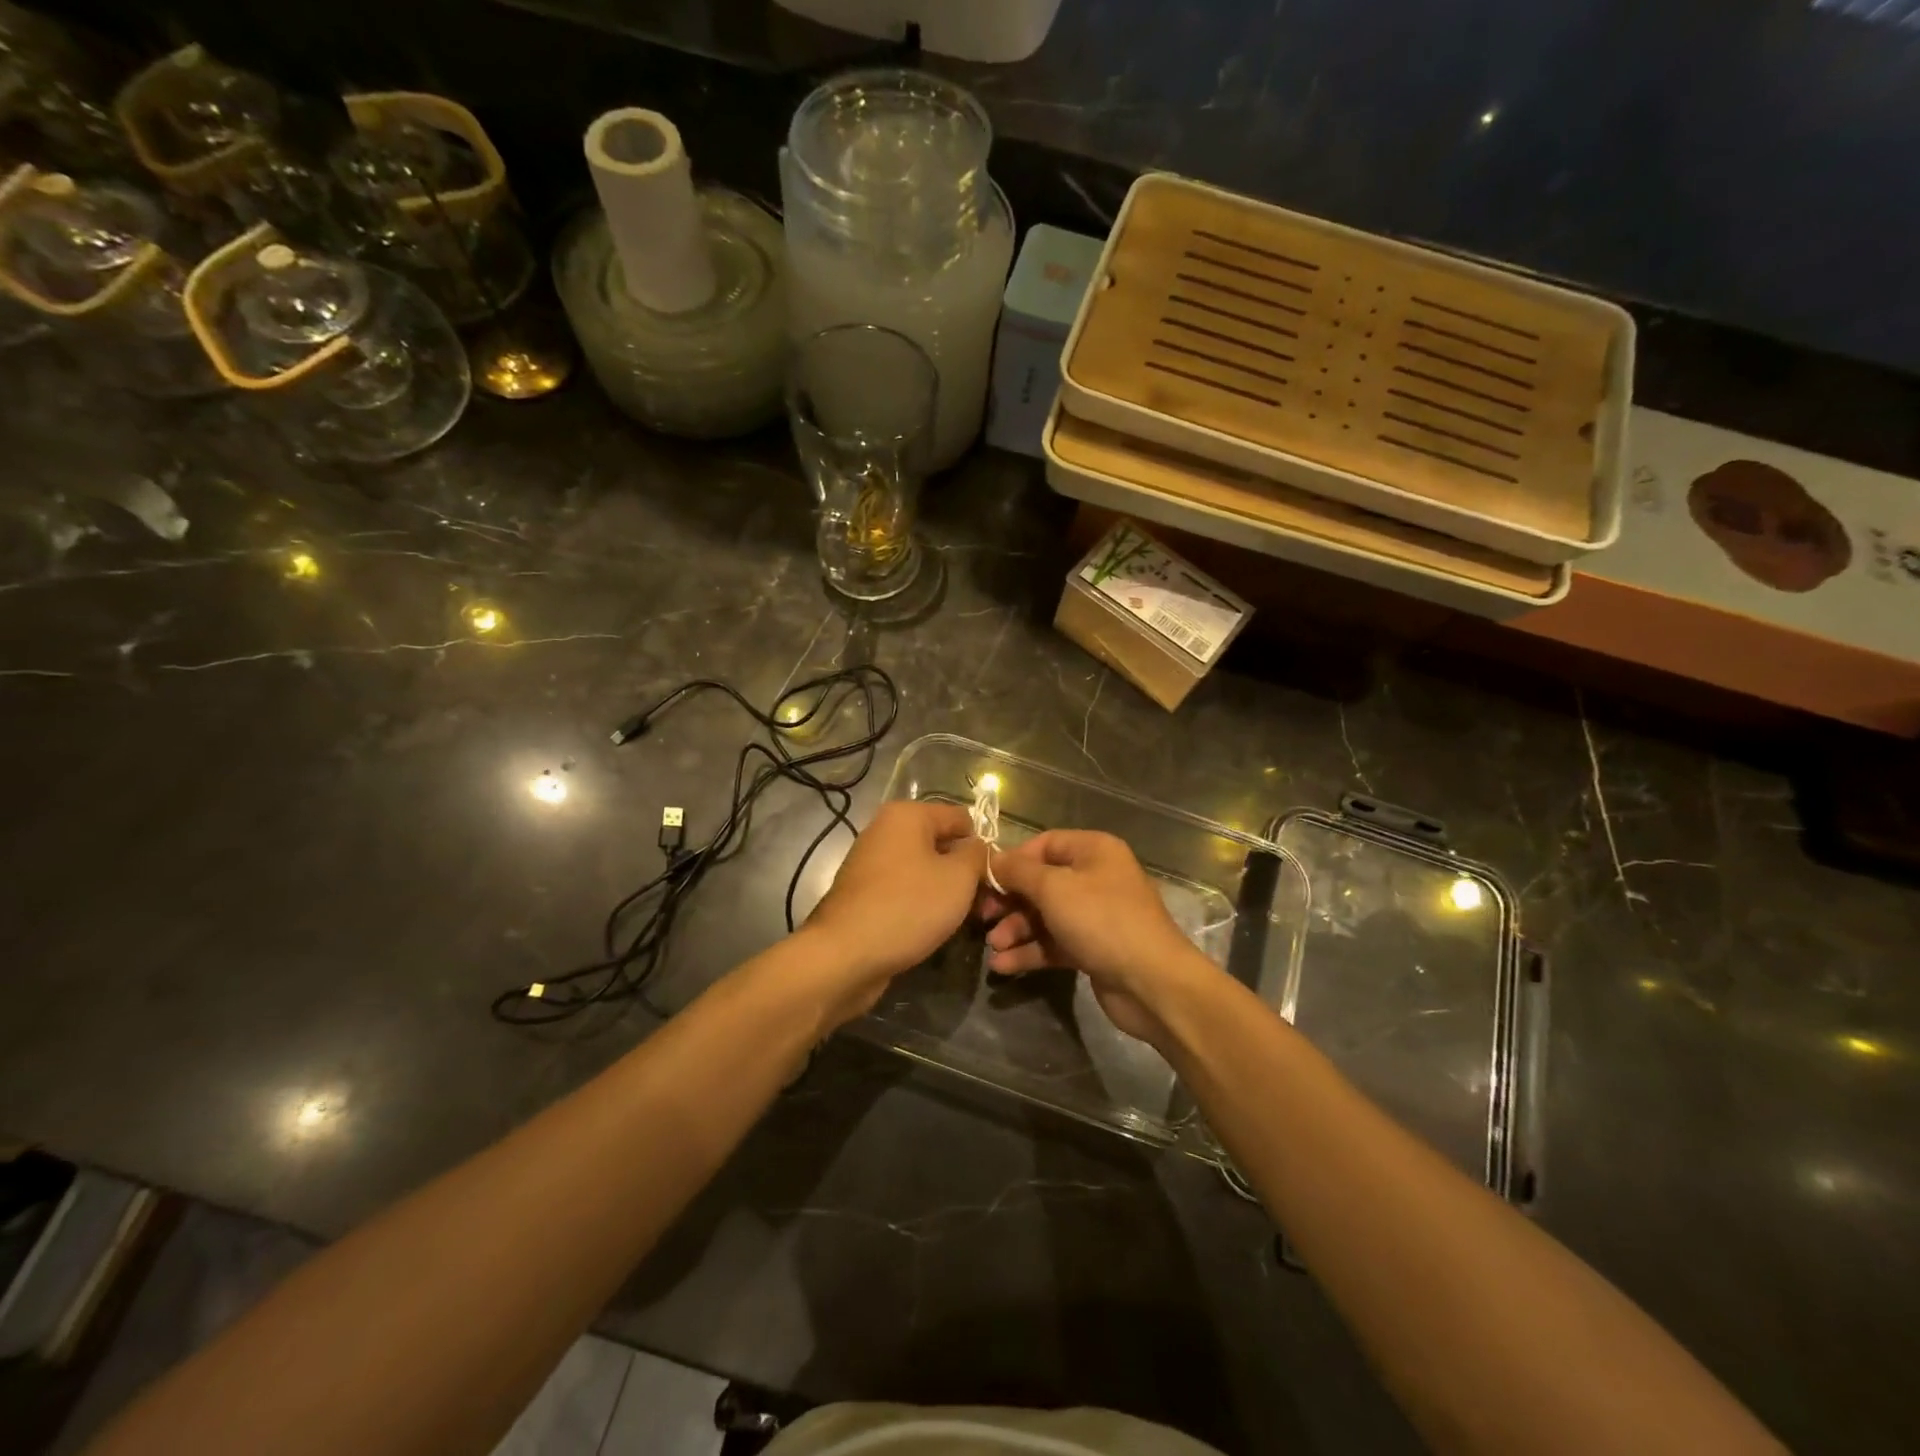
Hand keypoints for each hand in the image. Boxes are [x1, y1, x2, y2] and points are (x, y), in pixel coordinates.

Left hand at [801, 801, 986, 1023]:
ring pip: (925, 871)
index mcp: (907, 814)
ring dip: (947, 893)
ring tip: (964, 921)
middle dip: (966, 873)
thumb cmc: (908, 906)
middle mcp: (885, 831)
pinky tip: (934, 929)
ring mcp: (871, 863)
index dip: (983, 846)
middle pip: (942, 845)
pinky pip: (906, 891)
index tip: (996, 879)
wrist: (844, 956)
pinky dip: (922, 906)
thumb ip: (978, 856)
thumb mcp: (959, 878)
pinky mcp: (864, 895)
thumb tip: (980, 848)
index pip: (962, 818)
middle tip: (986, 906)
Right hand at [977, 830, 1213, 1046]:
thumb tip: (992, 860)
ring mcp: (1095, 916)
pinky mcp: (1092, 949)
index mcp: (1094, 851)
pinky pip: (1054, 943)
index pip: (1044, 845)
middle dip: (1010, 901)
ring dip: (1016, 929)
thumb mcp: (1054, 888)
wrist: (1152, 983)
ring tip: (994, 947)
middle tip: (982, 917)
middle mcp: (1096, 878)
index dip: (1013, 861)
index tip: (985, 881)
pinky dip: (1030, 951)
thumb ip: (1018, 871)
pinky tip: (1004, 965)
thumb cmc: (1102, 921)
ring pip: (1045, 916)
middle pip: (1042, 882)